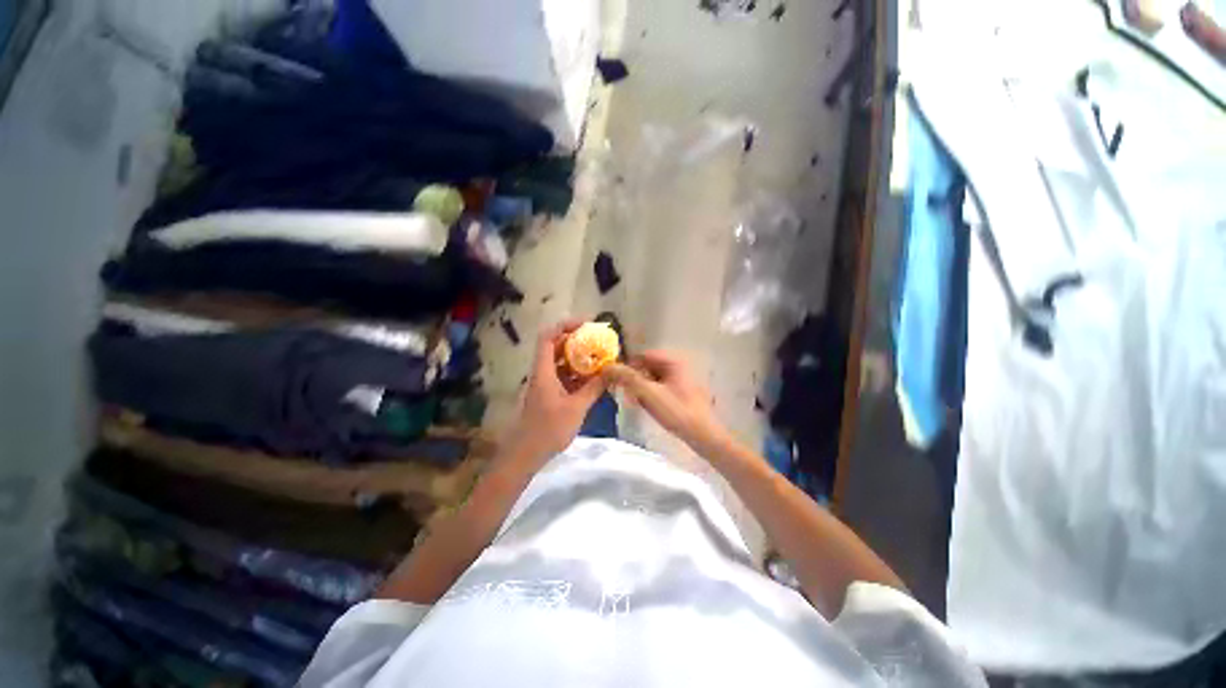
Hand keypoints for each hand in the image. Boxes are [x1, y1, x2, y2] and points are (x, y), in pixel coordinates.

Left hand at [511, 320, 606, 459]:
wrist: (526, 454)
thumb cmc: (548, 429)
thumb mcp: (576, 407)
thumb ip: (595, 388)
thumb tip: (613, 372)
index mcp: (543, 371)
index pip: (548, 337)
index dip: (565, 325)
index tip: (586, 324)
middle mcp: (543, 372)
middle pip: (556, 347)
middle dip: (577, 340)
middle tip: (598, 340)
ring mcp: (546, 384)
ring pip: (561, 362)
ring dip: (579, 358)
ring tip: (600, 357)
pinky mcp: (550, 394)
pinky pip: (564, 376)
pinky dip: (578, 373)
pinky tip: (594, 378)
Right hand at [603, 350, 728, 451]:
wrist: (704, 435)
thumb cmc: (677, 412)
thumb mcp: (649, 394)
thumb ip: (627, 378)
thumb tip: (607, 366)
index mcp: (673, 360)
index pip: (642, 355)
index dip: (627, 366)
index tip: (617, 381)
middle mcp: (678, 365)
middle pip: (647, 367)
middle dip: (635, 379)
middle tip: (626, 395)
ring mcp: (682, 379)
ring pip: (653, 378)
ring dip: (642, 388)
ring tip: (637, 403)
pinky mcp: (683, 392)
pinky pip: (661, 387)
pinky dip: (651, 394)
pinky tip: (648, 407)